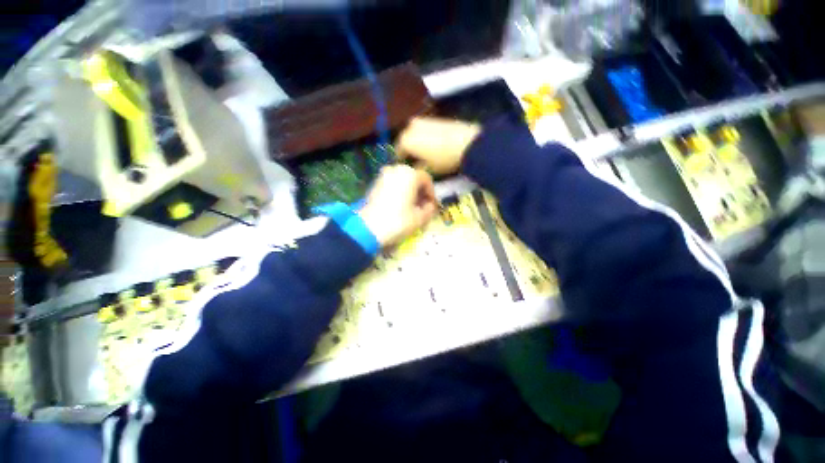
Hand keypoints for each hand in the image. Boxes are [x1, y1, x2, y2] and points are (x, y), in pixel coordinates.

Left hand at [359, 165, 437, 247]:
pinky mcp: (375, 184)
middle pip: (414, 179)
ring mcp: (384, 175)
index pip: (427, 179)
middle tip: (422, 207)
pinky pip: (392, 185)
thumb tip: (430, 206)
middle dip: (420, 192)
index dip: (431, 193)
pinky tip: (399, 206)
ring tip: (411, 208)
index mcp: (410, 174)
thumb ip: (430, 210)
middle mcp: (396, 170)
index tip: (431, 206)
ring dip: (410, 192)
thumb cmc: (398, 221)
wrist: (369, 228)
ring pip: (403, 181)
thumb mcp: (420, 218)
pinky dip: (399, 192)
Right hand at [397, 117, 481, 174]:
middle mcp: (410, 127)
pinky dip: (426, 137)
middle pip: (406, 140)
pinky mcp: (435, 118)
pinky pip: (425, 130)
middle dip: (409, 150)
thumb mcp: (428, 169)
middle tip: (415, 161)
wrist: (467, 143)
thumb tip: (413, 168)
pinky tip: (434, 145)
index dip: (402, 162)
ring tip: (425, 154)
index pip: (398, 152)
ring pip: (415, 134)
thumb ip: (417, 169)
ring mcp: (423, 120)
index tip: (407, 169)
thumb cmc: (443, 159)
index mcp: (406, 140)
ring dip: (417, 142)